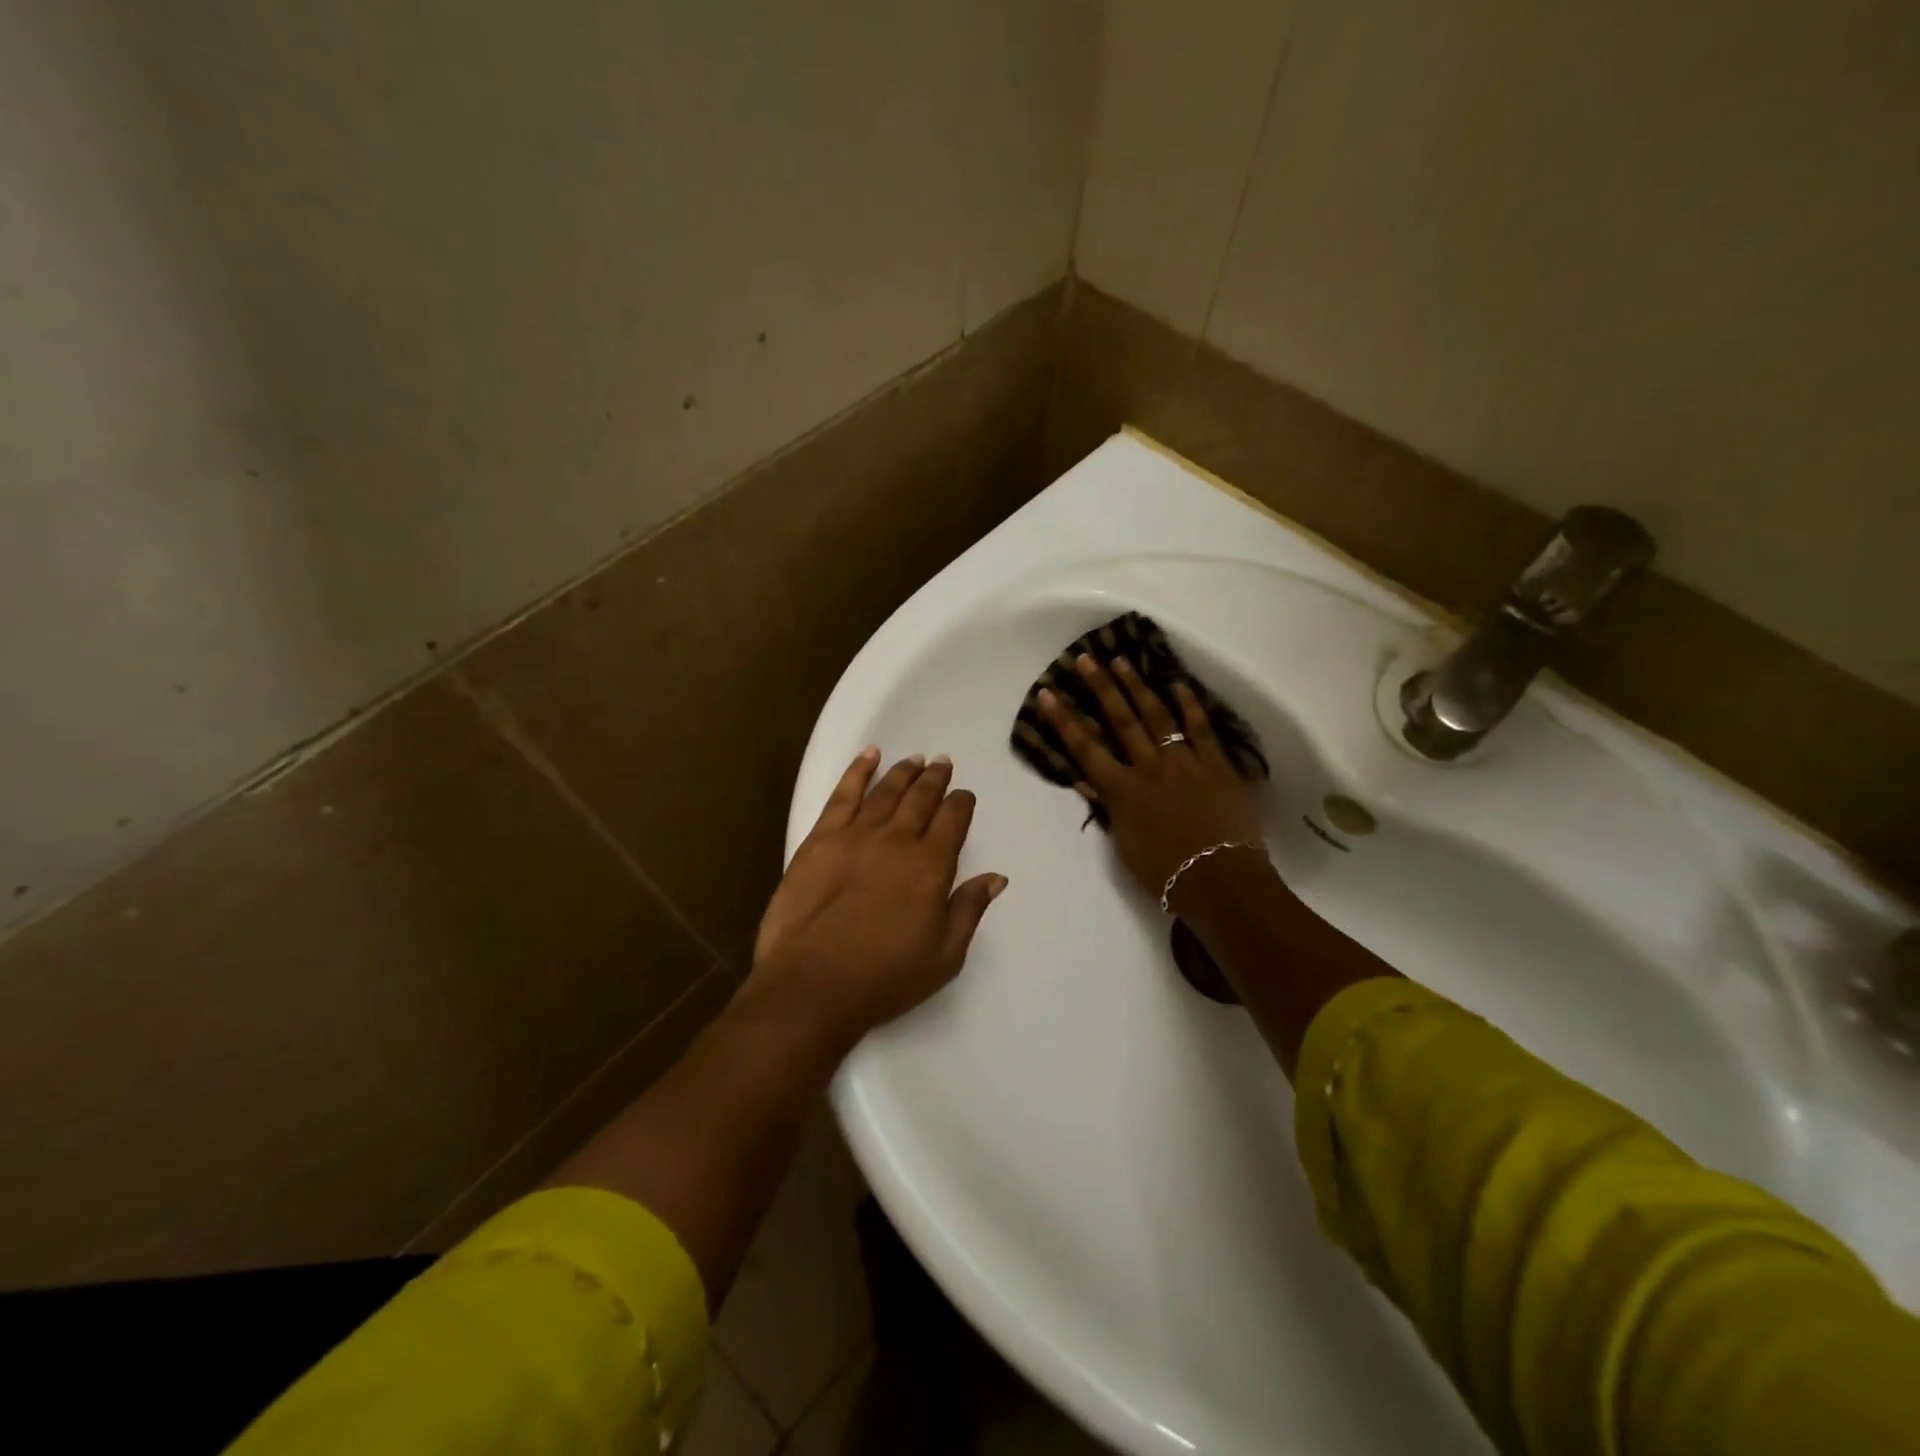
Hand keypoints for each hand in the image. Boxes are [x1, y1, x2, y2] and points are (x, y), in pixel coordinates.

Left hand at [745, 748, 1006, 1048]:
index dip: (961, 804)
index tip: (964, 795)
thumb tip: (996, 877)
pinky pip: (843, 794)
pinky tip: (869, 756)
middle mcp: (898, 840)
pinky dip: (858, 771)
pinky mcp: (820, 838)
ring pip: (887, 791)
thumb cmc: (884, 977)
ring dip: (904, 772)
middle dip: (935, 779)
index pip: (953, 821)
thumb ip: (969, 910)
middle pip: (921, 798)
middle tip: (943, 763)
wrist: (812, 983)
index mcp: (931, 867)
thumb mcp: (944, 956)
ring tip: (916, 758)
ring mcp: (856, 835)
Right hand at [1039, 655, 1261, 902]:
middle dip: (1100, 688)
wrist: (1219, 880)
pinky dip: (1190, 705)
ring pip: (1157, 716)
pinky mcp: (1218, 765)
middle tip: (1085, 659)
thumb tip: (1086, 780)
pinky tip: (1178, 683)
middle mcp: (1149, 767)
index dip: (1064, 720)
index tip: (1048, 693)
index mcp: (1122, 790)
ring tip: (1122, 661)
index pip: (1085, 749)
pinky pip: (1202, 729)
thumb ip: (1107, 808)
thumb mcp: (1124, 844)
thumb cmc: (1164, 872)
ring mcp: (1185, 762)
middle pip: (1120, 720)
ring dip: (1137, 687)